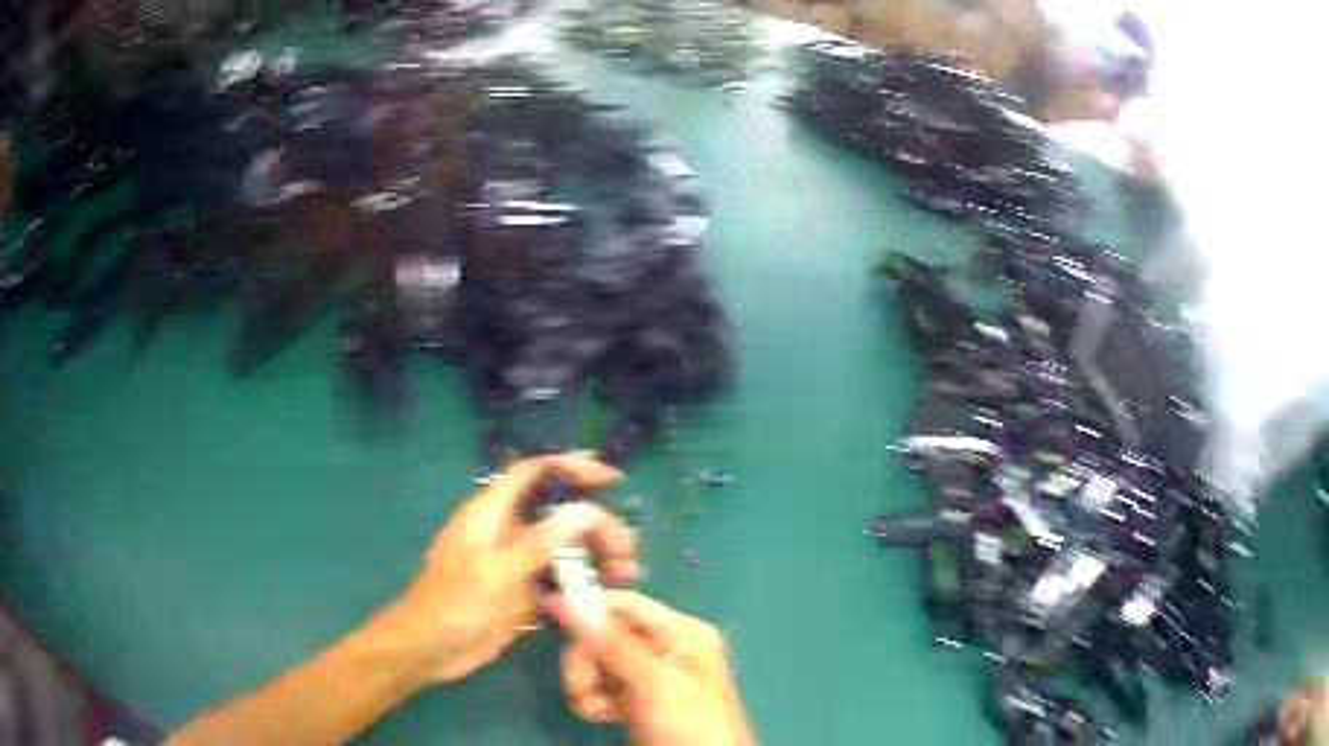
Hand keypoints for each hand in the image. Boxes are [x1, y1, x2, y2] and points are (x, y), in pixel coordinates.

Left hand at [382, 453, 638, 683]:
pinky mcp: (524, 594)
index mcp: (492, 514)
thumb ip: (540, 542)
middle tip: (625, 552)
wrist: (429, 651)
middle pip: (559, 514)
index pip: (534, 474)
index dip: (570, 467)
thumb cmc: (452, 604)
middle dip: (597, 525)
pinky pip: (561, 580)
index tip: (611, 480)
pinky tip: (606, 596)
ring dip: (597, 557)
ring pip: (565, 548)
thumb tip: (586, 509)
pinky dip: (585, 584)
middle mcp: (508, 533)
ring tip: (625, 576)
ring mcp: (518, 565)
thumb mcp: (496, 572)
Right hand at [550, 590, 755, 745]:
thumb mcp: (654, 682)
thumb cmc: (690, 722)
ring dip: (585, 683)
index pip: (625, 604)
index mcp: (680, 632)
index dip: (588, 608)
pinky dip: (591, 700)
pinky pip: (599, 688)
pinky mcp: (634, 702)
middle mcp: (663, 648)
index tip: (550, 617)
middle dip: (585, 658)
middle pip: (604, 634)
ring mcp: (647, 677)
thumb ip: (611, 644)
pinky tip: (598, 716)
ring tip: (592, 707)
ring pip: (596, 663)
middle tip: (581, 684)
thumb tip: (567, 600)